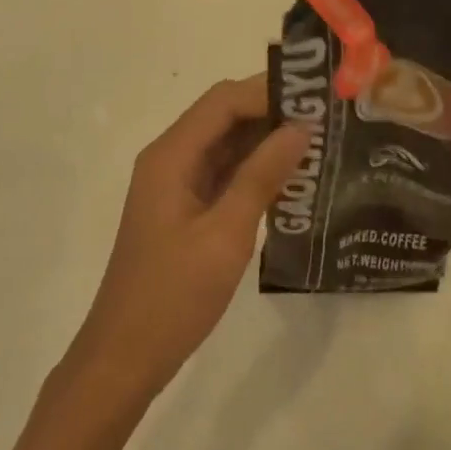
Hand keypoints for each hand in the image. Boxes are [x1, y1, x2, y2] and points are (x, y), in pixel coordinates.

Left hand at [68, 76, 308, 404]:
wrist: (124, 357)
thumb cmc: (173, 296)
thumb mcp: (225, 234)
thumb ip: (262, 176)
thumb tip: (300, 128)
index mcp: (171, 156)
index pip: (223, 101)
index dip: (268, 92)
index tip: (315, 98)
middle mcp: (170, 159)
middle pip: (223, 116)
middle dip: (272, 112)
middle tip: (326, 119)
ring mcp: (176, 184)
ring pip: (226, 145)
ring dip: (267, 141)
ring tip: (319, 143)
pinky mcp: (185, 208)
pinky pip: (224, 173)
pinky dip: (255, 170)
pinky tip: (292, 179)